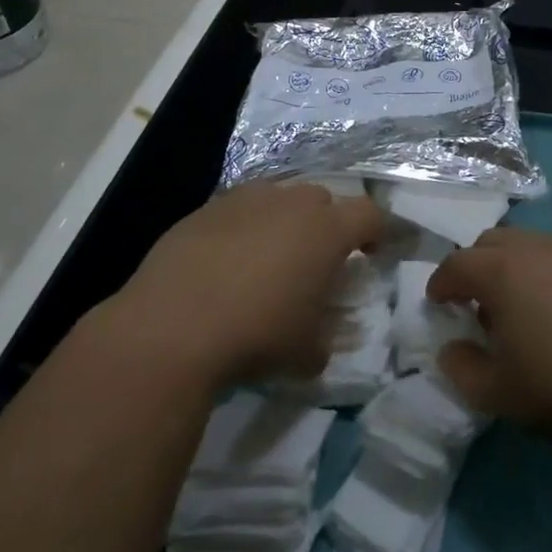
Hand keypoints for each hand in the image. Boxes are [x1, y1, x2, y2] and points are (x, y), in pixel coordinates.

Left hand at [105, 182, 384, 389]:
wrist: (173, 326)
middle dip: (327, 223)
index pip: (369, 214)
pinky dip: (243, 228)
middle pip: (322, 199)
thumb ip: (325, 340)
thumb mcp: (307, 352)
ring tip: (270, 257)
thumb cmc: (257, 334)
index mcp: (326, 230)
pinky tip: (227, 262)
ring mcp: (244, 200)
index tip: (375, 252)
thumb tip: (320, 342)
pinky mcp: (205, 209)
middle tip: (317, 258)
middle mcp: (289, 203)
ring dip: (283, 220)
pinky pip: (237, 210)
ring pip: (277, 198)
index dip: (378, 230)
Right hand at [427, 228, 551, 457]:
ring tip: (518, 308)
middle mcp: (534, 249)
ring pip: (528, 246)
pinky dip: (545, 274)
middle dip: (474, 266)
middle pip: (491, 243)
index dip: (441, 283)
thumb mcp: (500, 394)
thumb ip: (463, 369)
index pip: (456, 265)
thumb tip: (451, 349)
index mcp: (501, 271)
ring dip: (511, 267)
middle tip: (475, 303)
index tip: (436, 302)